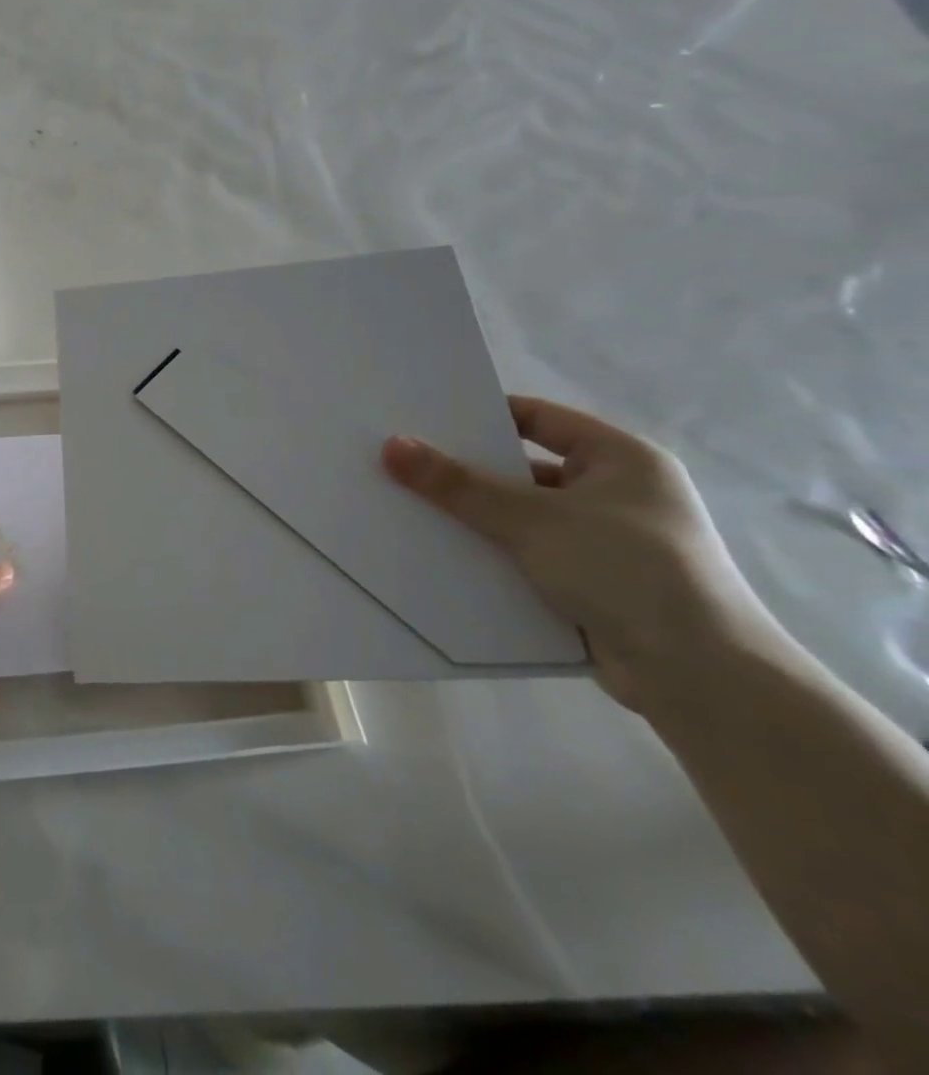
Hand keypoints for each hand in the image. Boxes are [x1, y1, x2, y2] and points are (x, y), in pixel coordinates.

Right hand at [382, 396, 783, 711]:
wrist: (701, 678)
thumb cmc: (627, 571)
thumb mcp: (533, 519)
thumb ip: (459, 484)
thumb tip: (393, 446)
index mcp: (621, 459)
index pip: (538, 418)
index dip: (482, 416)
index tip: (423, 421)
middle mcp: (617, 494)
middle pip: (523, 470)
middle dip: (467, 473)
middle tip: (404, 466)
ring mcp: (606, 542)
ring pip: (522, 517)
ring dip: (475, 519)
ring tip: (411, 511)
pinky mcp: (592, 585)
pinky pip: (527, 557)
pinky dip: (492, 556)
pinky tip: (444, 557)